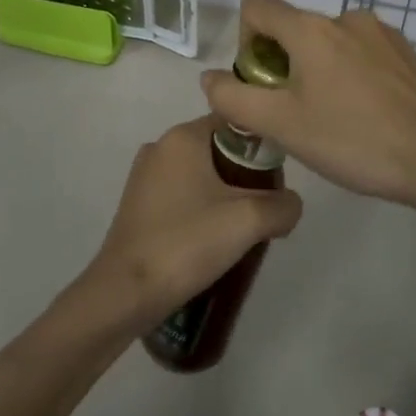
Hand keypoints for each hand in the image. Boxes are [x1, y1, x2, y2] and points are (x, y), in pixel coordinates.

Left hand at [80, 116, 302, 336]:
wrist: (125, 293)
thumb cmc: (186, 243)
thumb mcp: (248, 221)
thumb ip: (282, 205)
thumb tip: (290, 205)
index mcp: (183, 136)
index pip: (235, 122)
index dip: (263, 146)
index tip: (277, 177)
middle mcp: (161, 146)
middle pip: (219, 149)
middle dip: (246, 176)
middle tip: (265, 210)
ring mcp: (145, 176)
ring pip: (201, 175)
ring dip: (225, 196)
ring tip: (242, 230)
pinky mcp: (138, 204)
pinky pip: (182, 195)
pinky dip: (202, 210)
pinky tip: (213, 241)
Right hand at [200, 0, 415, 219]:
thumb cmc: (353, 140)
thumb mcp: (282, 126)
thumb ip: (235, 98)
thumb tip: (209, 78)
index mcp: (311, 29)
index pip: (256, 6)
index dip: (244, 40)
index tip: (261, 83)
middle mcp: (346, 18)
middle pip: (293, 27)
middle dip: (283, 64)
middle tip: (297, 113)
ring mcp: (382, 32)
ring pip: (329, 42)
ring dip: (319, 70)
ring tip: (336, 118)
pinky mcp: (407, 52)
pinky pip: (362, 53)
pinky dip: (352, 74)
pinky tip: (367, 114)